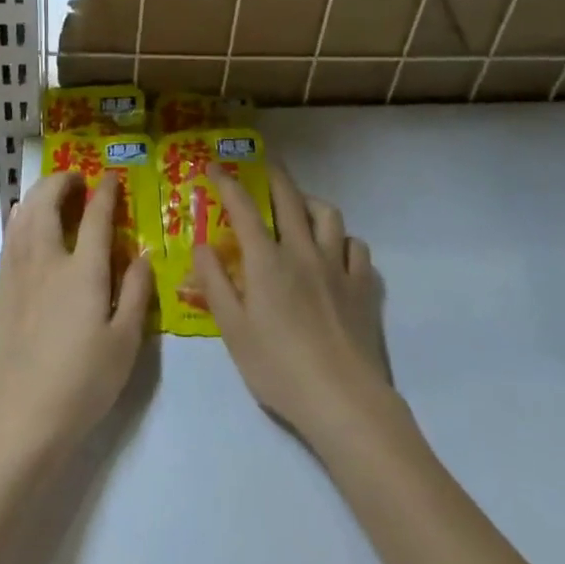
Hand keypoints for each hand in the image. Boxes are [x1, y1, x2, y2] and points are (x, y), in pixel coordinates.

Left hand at [0, 172, 153, 462]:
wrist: (21, 418)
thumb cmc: (83, 382)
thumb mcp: (125, 342)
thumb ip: (135, 292)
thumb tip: (142, 256)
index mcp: (82, 270)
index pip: (95, 216)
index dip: (105, 192)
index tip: (111, 178)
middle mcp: (46, 261)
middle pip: (47, 203)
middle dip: (61, 182)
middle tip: (76, 180)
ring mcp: (17, 274)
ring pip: (22, 217)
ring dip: (38, 196)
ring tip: (52, 195)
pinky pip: (9, 240)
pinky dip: (21, 220)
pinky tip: (28, 230)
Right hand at [193, 164, 392, 444]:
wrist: (342, 399)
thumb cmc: (278, 368)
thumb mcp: (233, 331)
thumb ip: (215, 284)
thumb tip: (201, 245)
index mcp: (267, 261)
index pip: (243, 208)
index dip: (227, 183)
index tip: (214, 166)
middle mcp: (303, 252)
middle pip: (289, 198)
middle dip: (273, 175)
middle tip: (263, 164)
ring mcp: (338, 266)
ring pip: (328, 215)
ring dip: (311, 203)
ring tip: (301, 207)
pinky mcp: (363, 286)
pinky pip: (357, 247)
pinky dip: (344, 240)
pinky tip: (337, 251)